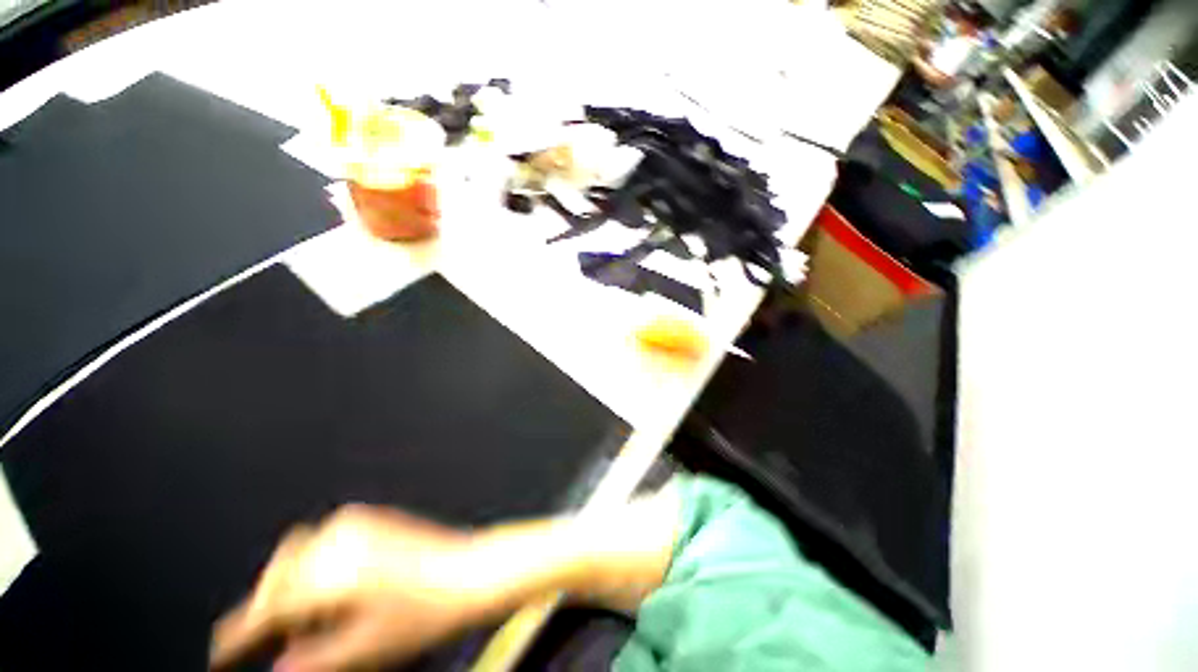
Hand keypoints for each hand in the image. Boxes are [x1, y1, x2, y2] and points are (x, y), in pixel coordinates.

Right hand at [210, 505, 488, 671]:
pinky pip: (324, 539)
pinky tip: (332, 586)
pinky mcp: (372, 516)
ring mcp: (357, 521)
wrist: (470, 570)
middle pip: (277, 578)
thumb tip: (278, 665)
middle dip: (267, 609)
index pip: (266, 610)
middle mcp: (338, 539)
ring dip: (290, 584)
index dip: (238, 637)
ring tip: (306, 616)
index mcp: (331, 574)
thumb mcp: (364, 650)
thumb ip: (313, 660)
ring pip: (297, 554)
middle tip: (273, 639)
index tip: (220, 654)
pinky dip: (314, 564)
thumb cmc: (425, 613)